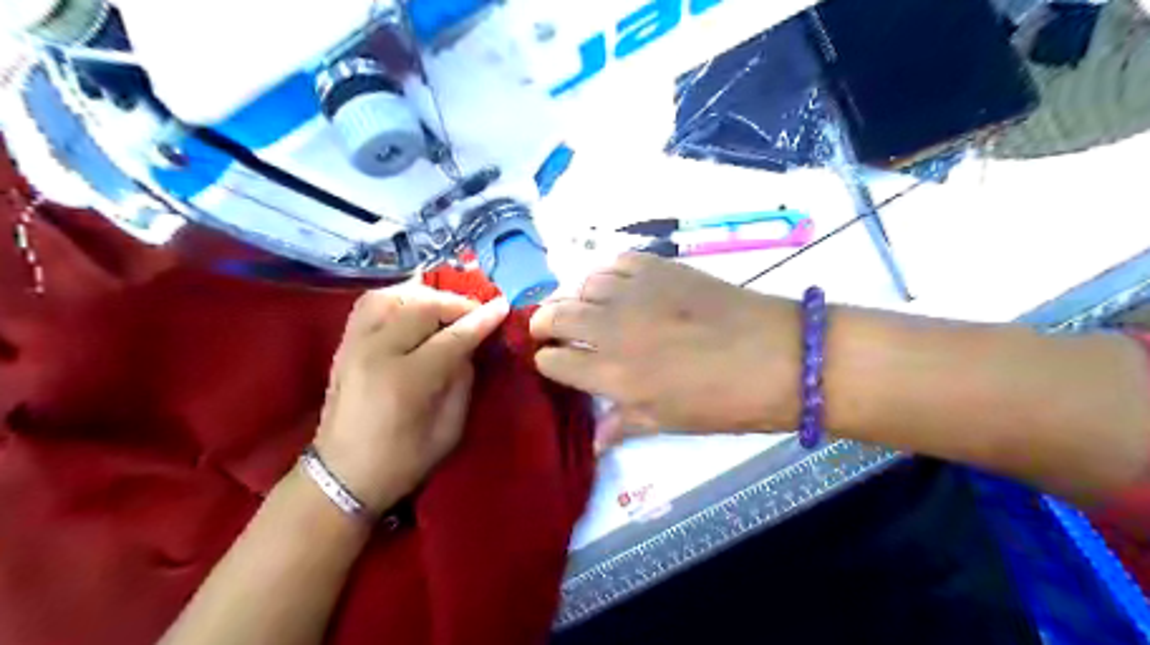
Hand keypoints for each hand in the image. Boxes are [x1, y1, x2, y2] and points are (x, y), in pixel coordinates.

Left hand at [316, 283, 510, 514]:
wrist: (341, 476)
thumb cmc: (403, 461)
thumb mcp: (449, 429)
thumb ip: (463, 381)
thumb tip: (471, 345)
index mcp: (406, 381)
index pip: (452, 337)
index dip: (482, 320)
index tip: (503, 306)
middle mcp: (376, 353)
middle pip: (422, 307)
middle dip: (456, 304)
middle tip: (477, 312)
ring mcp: (354, 344)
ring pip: (392, 296)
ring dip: (426, 296)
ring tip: (445, 308)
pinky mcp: (343, 343)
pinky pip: (371, 303)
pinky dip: (399, 297)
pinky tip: (415, 308)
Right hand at [529, 254, 800, 450]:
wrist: (778, 356)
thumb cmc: (724, 401)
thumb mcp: (669, 422)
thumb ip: (624, 424)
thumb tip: (595, 441)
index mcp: (611, 373)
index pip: (554, 361)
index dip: (548, 361)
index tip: (553, 362)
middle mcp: (612, 327)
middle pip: (556, 315)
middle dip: (543, 323)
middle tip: (549, 329)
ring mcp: (635, 292)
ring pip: (581, 285)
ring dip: (575, 298)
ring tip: (585, 308)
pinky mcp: (659, 267)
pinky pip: (615, 262)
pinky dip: (606, 274)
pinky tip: (616, 286)